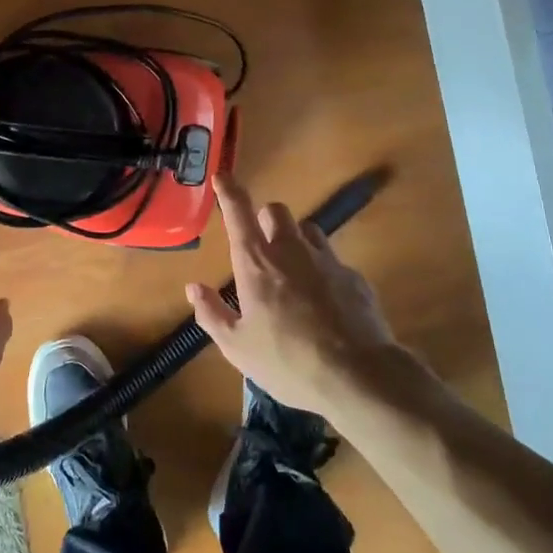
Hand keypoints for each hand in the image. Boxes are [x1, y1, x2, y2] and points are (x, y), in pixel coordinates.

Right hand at [187, 173, 397, 412]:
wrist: (358, 376)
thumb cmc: (287, 362)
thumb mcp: (238, 347)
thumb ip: (212, 313)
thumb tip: (193, 288)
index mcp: (257, 263)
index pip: (238, 213)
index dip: (228, 191)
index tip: (222, 176)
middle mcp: (292, 251)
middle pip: (276, 211)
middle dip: (265, 219)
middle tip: (261, 245)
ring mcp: (327, 260)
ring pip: (308, 230)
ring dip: (296, 240)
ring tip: (293, 272)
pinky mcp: (355, 277)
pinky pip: (333, 261)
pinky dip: (323, 271)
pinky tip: (324, 303)